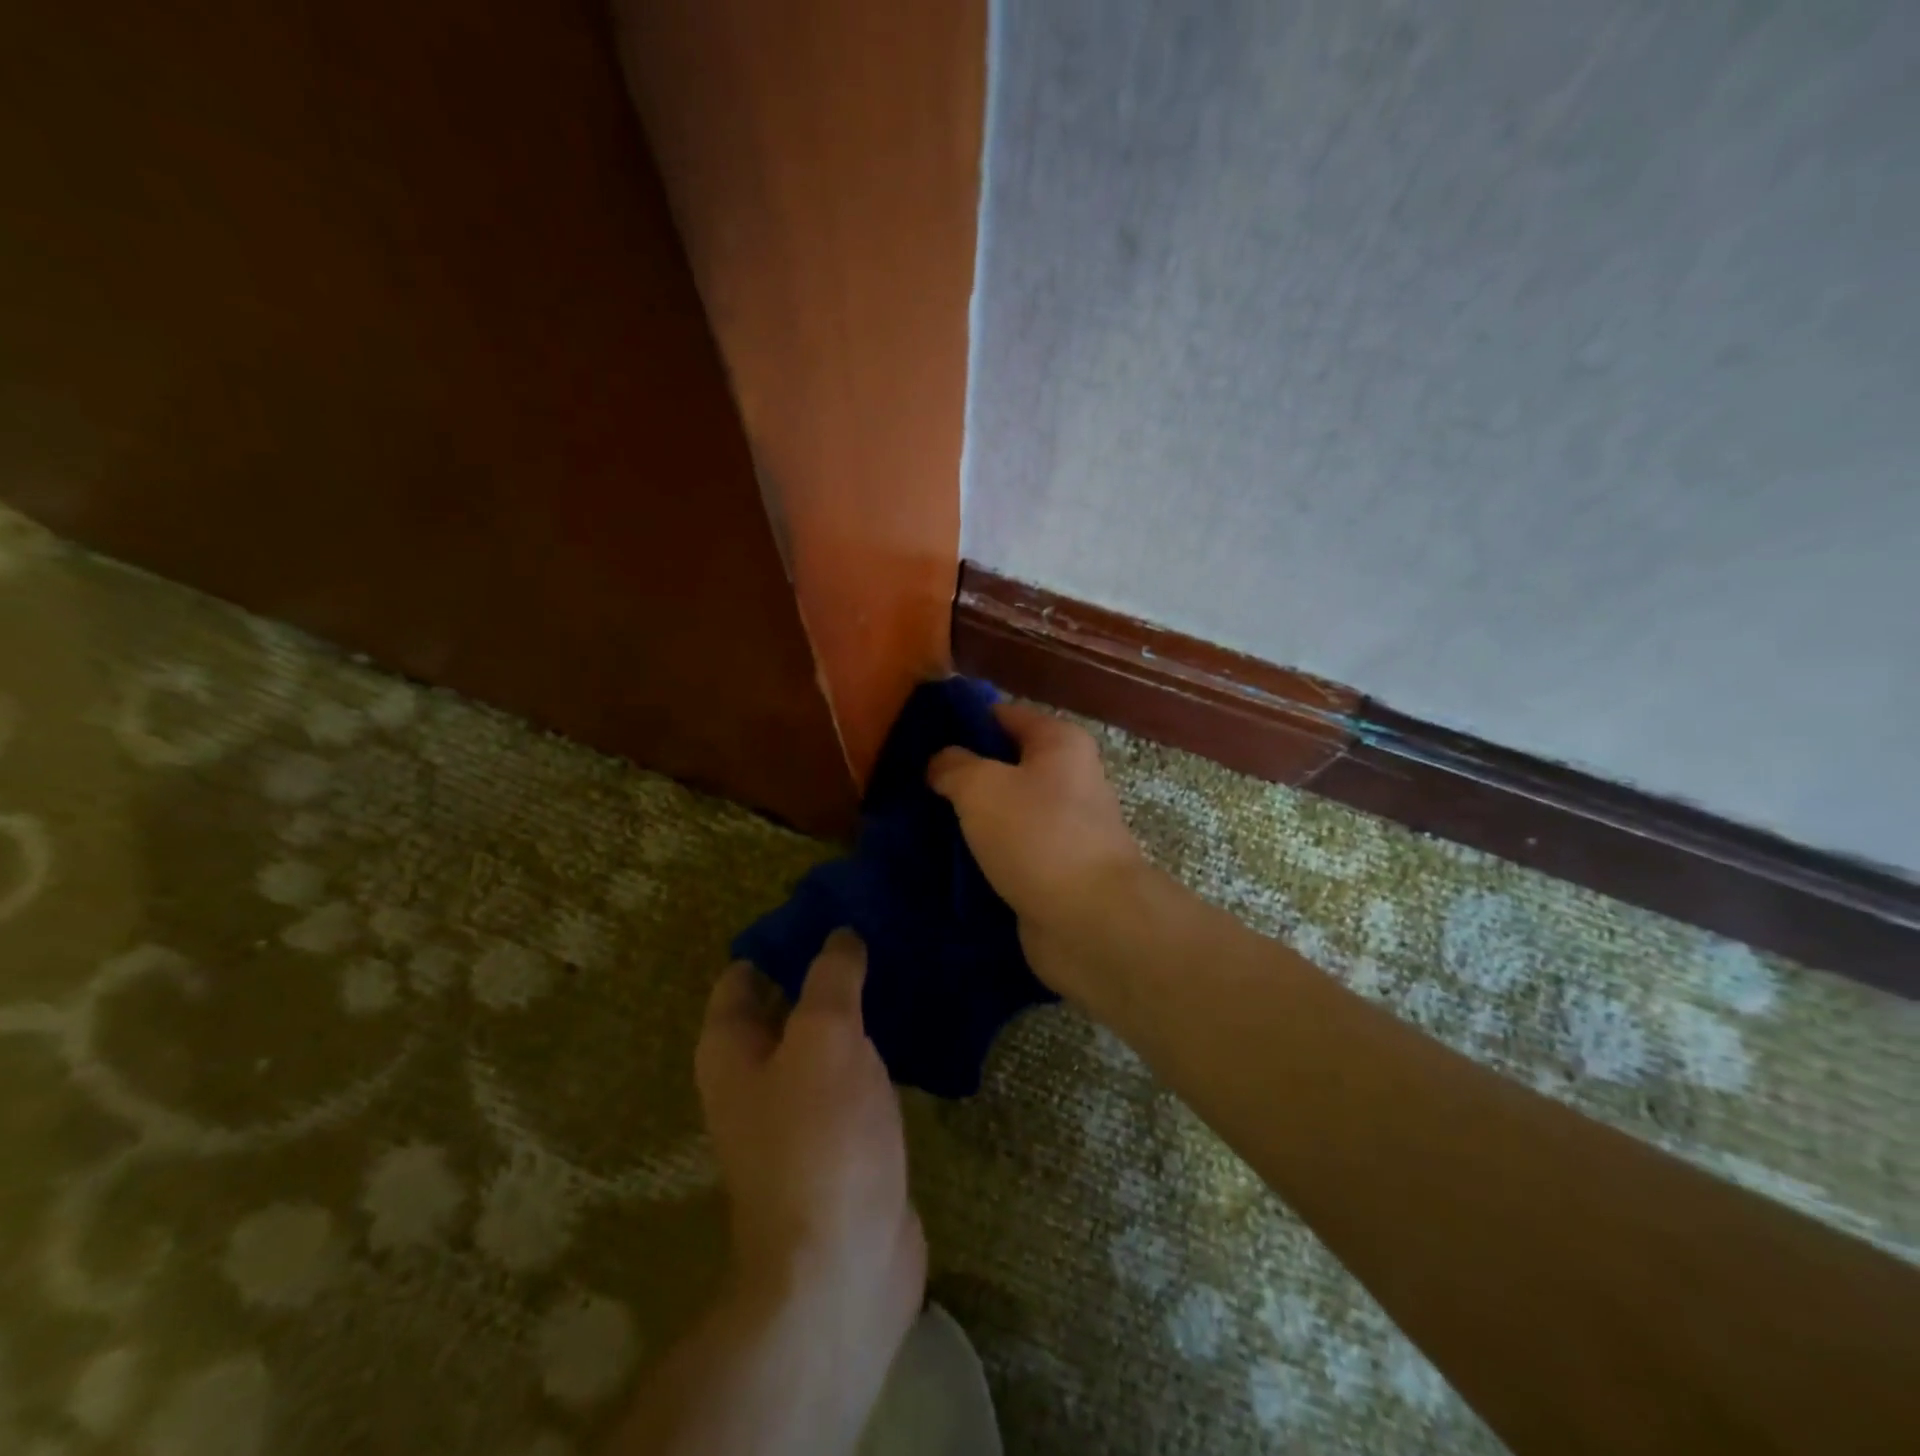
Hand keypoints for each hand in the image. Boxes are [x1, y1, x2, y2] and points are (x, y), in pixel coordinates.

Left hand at [695, 932, 924, 1394]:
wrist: (844, 1266)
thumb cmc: (819, 1138)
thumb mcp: (824, 1036)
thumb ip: (831, 978)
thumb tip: (840, 936)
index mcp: (732, 1049)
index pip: (745, 973)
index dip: (782, 937)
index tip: (831, 907)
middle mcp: (758, 1076)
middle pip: (788, 1002)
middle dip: (826, 967)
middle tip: (879, 926)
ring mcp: (802, 1109)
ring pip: (828, 1037)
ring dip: (859, 1006)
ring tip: (904, 961)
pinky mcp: (844, 1136)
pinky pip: (858, 1072)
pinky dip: (879, 1045)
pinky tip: (917, 1020)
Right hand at [928, 702, 1147, 997]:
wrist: (1089, 920)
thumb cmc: (1037, 835)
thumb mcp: (981, 786)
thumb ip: (953, 766)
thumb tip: (940, 762)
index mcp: (1059, 742)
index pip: (1002, 715)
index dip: (960, 723)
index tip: (918, 740)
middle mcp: (1069, 777)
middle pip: (1004, 764)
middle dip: (961, 774)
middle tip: (913, 785)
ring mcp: (1064, 825)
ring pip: (1005, 809)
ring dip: (970, 818)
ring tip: (921, 824)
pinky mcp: (1056, 866)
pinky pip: (1010, 848)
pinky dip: (984, 853)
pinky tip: (947, 861)